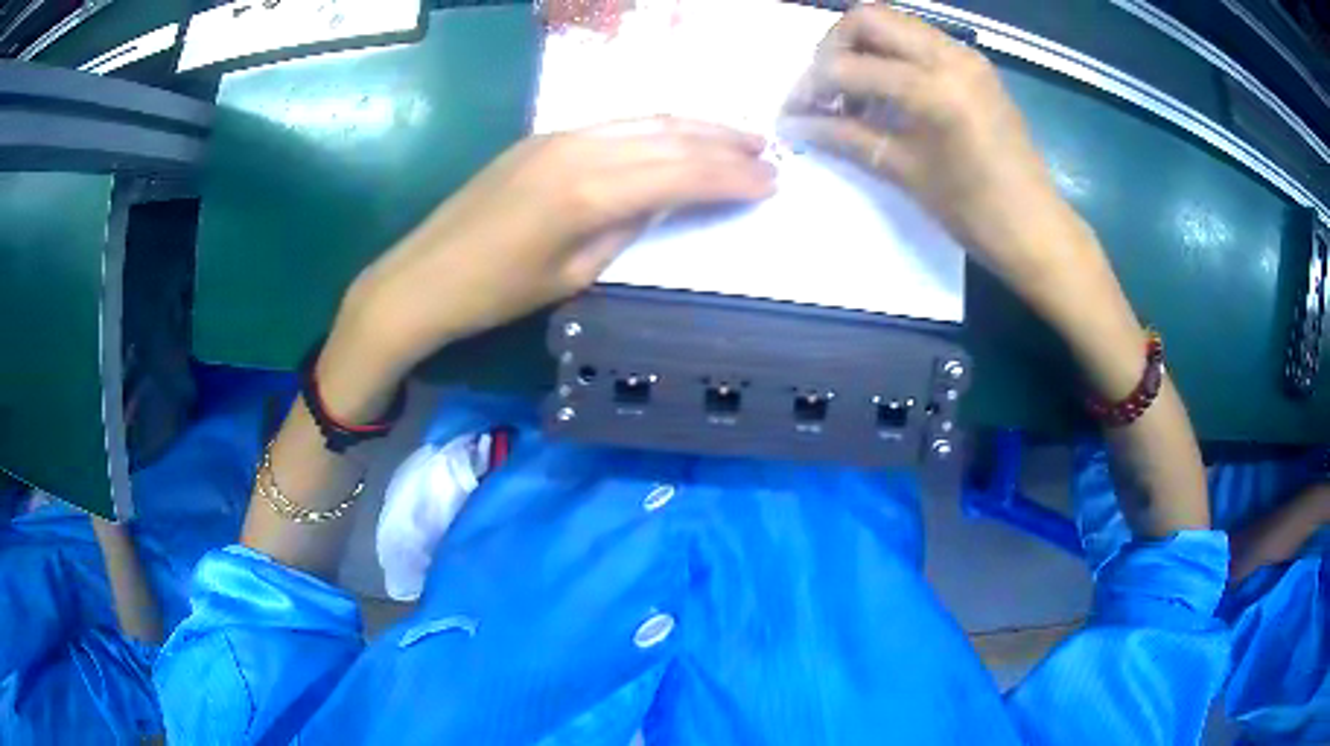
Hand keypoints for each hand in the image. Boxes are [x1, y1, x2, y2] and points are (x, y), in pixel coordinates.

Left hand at [320, 118, 775, 415]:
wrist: (421, 277)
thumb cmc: (494, 295)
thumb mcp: (572, 275)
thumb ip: (624, 230)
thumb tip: (660, 203)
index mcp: (589, 192)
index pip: (681, 173)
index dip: (732, 177)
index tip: (771, 181)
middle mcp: (579, 148)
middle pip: (670, 136)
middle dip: (725, 144)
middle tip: (768, 153)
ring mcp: (558, 135)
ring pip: (645, 120)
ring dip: (697, 127)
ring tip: (738, 137)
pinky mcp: (543, 137)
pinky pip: (616, 123)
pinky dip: (658, 128)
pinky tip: (678, 137)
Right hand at [779, 5, 1094, 300]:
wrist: (1036, 228)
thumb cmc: (974, 212)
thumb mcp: (905, 171)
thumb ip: (846, 137)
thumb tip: (794, 125)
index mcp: (934, 88)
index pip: (848, 65)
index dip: (810, 87)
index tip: (795, 113)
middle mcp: (950, 56)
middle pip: (868, 18)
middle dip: (833, 48)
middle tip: (824, 90)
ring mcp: (966, 56)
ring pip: (894, 23)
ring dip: (862, 48)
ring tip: (853, 93)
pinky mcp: (975, 66)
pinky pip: (920, 40)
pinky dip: (892, 55)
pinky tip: (887, 93)